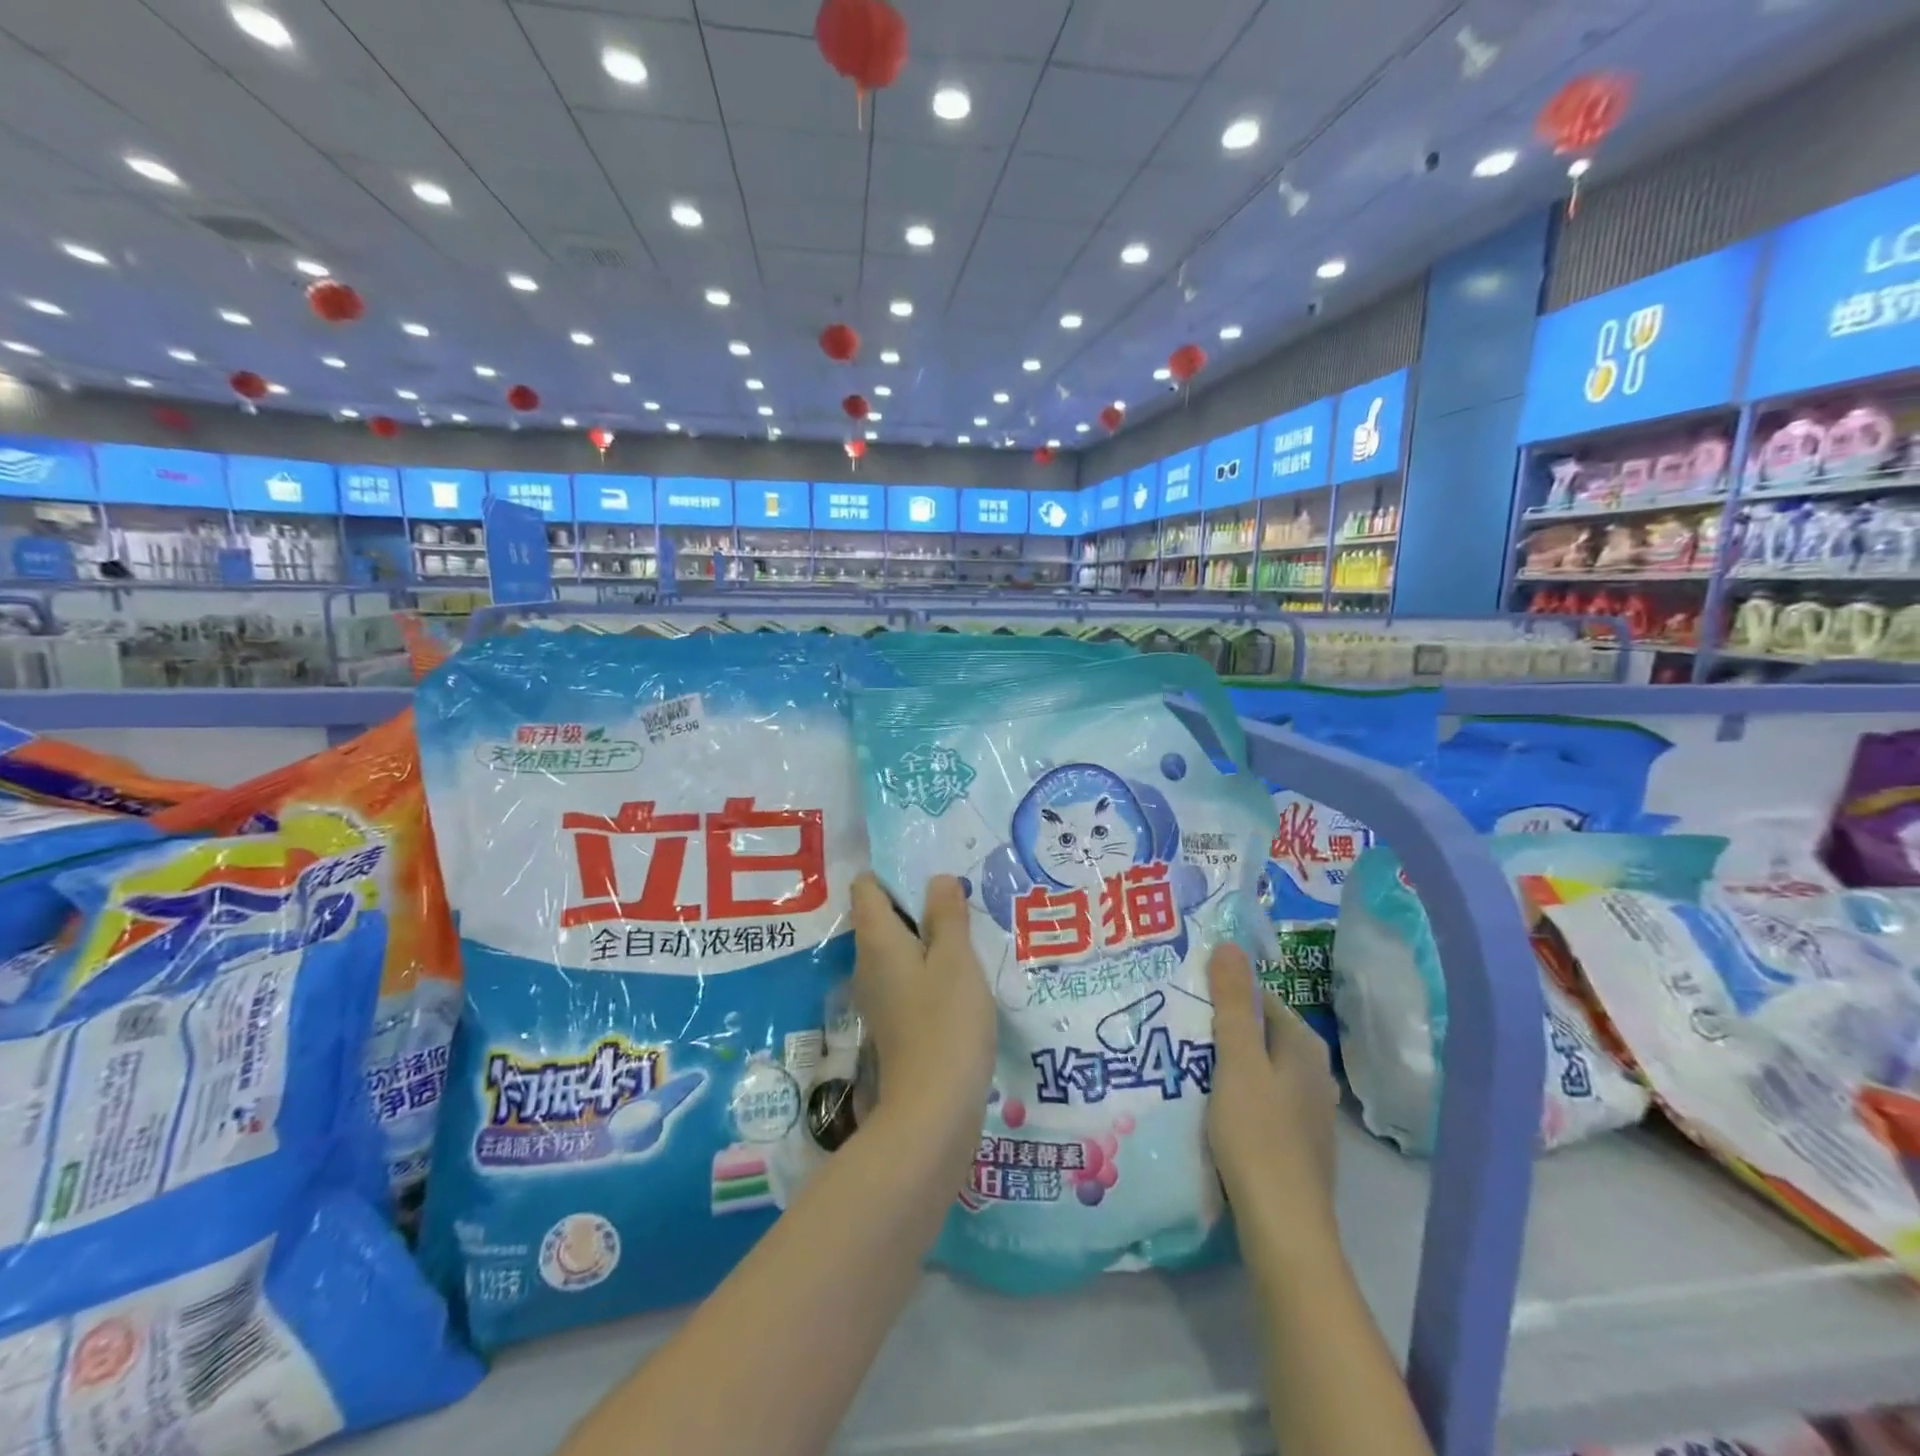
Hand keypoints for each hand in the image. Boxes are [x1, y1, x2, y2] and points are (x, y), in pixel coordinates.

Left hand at [850, 874, 995, 1158]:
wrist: (933, 1111)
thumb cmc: (946, 1022)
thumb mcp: (955, 960)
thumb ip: (946, 916)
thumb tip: (938, 879)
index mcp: (877, 940)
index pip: (866, 888)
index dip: (890, 872)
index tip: (927, 867)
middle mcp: (868, 964)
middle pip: (881, 917)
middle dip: (915, 902)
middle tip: (958, 895)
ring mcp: (879, 996)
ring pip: (896, 949)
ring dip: (925, 936)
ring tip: (965, 928)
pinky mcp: (894, 1022)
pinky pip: (906, 977)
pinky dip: (927, 967)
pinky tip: (960, 972)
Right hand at [1205, 942, 1342, 1267]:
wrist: (1283, 1228)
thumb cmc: (1257, 1135)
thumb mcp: (1238, 1062)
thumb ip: (1233, 1004)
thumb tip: (1229, 945)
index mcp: (1304, 1047)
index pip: (1259, 998)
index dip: (1221, 991)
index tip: (1182, 993)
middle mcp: (1312, 1073)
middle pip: (1258, 1033)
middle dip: (1218, 1026)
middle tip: (1172, 1024)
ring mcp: (1305, 1110)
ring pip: (1256, 1068)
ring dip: (1222, 1061)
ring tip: (1177, 1058)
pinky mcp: (1292, 1141)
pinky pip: (1257, 1099)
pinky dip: (1231, 1092)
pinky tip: (1202, 1102)